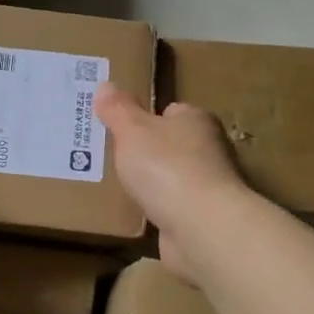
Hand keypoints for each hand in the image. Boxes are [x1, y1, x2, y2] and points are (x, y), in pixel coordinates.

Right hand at [94, 83, 248, 277]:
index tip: (118, 126)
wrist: (201, 228)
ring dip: (149, 183)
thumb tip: (105, 85)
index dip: (145, 117)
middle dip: (143, 151)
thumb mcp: (133, 131)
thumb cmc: (167, 167)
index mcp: (196, 120)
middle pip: (170, 144)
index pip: (170, 111)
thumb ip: (118, 109)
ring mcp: (207, 186)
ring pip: (170, 178)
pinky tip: (134, 213)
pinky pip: (171, 207)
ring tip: (114, 185)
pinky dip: (156, 210)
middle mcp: (208, 150)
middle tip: (107, 155)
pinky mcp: (201, 218)